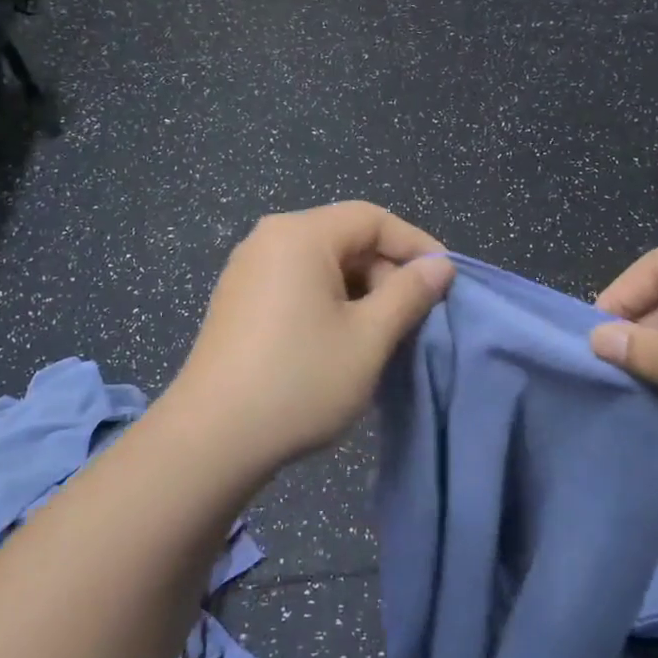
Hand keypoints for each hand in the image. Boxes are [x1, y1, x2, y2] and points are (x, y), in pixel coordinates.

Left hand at [168, 203, 453, 477]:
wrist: (212, 439)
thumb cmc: (300, 380)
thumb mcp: (369, 337)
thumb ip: (409, 293)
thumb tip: (440, 265)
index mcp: (300, 234)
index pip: (372, 218)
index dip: (416, 245)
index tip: (446, 281)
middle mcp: (269, 239)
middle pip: (345, 238)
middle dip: (386, 272)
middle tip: (414, 317)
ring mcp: (247, 270)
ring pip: (322, 264)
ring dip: (360, 292)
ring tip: (384, 334)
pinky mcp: (238, 301)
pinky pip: (297, 284)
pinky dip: (329, 302)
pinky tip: (342, 341)